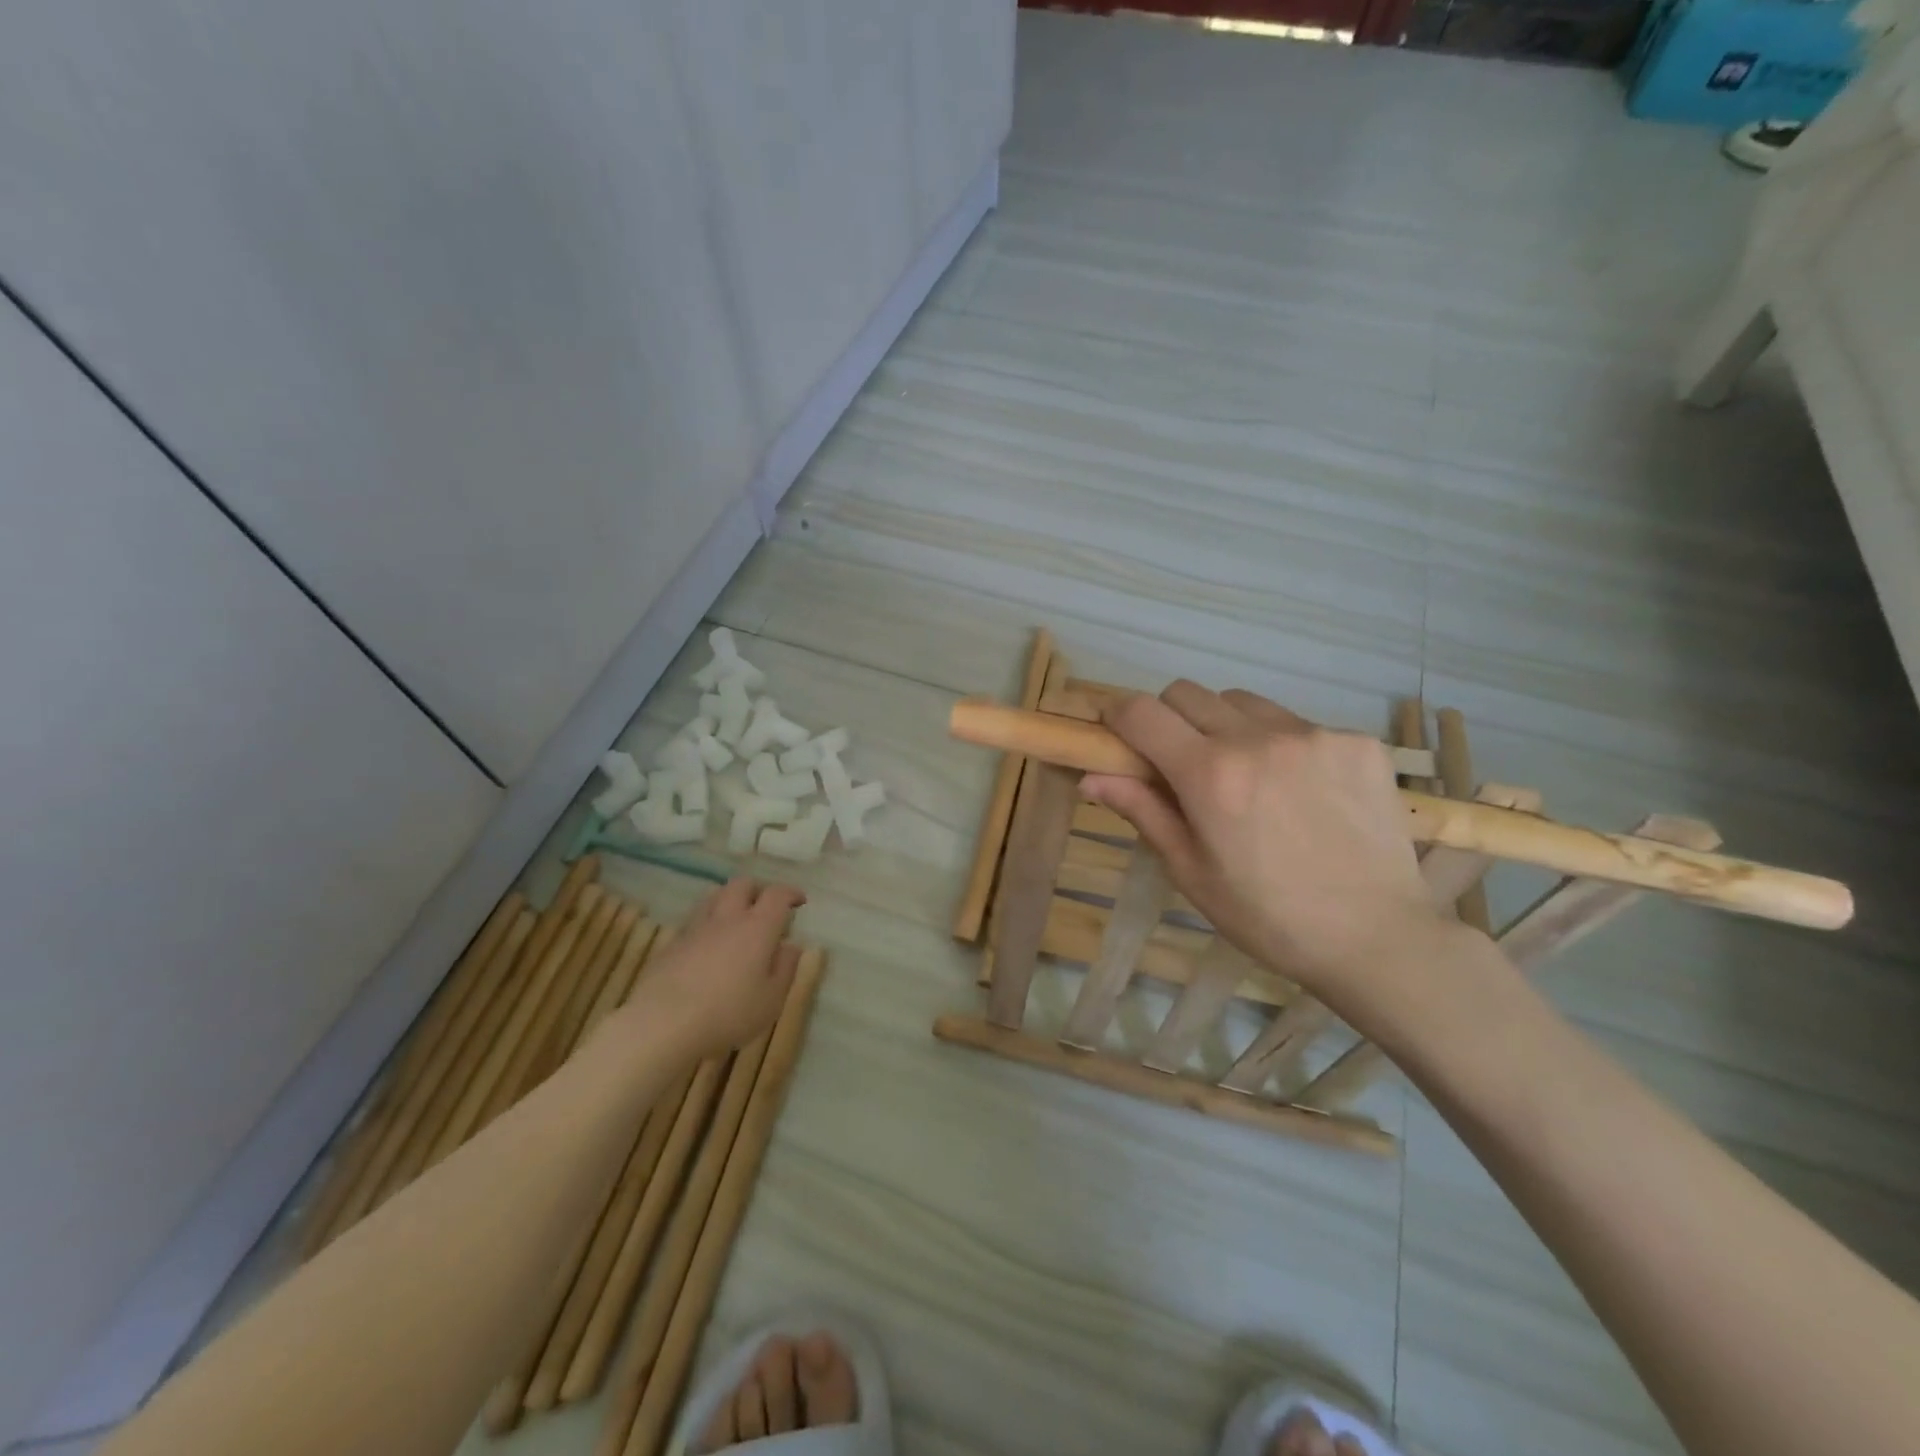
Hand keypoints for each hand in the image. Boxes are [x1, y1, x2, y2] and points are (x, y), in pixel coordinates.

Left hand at [623, 878, 805, 1058]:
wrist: (662, 1023)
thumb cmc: (728, 1013)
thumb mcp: (771, 1000)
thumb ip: (785, 969)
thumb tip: (790, 946)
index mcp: (758, 927)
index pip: (777, 895)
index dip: (790, 893)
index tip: (799, 901)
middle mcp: (727, 918)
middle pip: (742, 884)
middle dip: (758, 889)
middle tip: (766, 906)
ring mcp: (696, 929)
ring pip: (714, 896)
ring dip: (729, 900)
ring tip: (736, 919)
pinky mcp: (672, 944)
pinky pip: (694, 921)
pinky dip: (708, 924)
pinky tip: (709, 946)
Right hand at [1081, 683, 1449, 1007]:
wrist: (1378, 938)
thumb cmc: (1268, 917)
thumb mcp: (1192, 872)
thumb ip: (1143, 811)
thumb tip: (1090, 776)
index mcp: (1210, 775)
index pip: (1143, 711)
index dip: (1118, 715)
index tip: (1117, 733)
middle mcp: (1259, 739)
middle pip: (1188, 693)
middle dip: (1169, 719)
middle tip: (1181, 764)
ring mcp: (1314, 734)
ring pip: (1243, 702)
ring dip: (1226, 726)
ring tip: (1247, 776)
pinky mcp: (1357, 741)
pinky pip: (1297, 723)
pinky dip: (1281, 744)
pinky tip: (1301, 791)